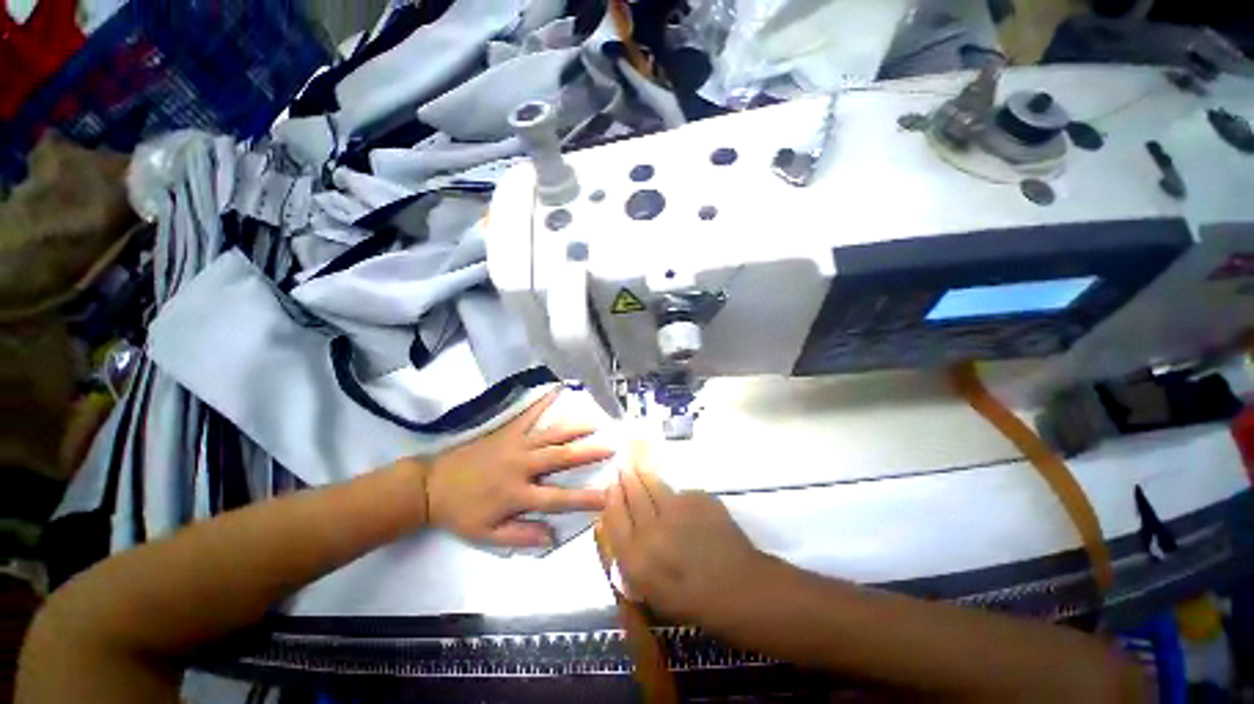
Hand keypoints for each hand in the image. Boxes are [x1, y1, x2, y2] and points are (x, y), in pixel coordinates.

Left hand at [423, 389, 613, 547]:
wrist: (431, 486)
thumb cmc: (461, 512)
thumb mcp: (486, 535)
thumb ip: (521, 536)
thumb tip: (552, 537)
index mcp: (517, 494)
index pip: (557, 499)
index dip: (583, 499)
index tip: (607, 496)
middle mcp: (521, 466)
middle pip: (560, 458)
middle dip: (588, 453)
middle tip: (611, 447)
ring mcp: (515, 444)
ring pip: (551, 435)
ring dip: (574, 428)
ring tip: (595, 423)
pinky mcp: (507, 431)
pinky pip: (529, 414)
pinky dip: (544, 401)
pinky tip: (557, 389)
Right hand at [602, 454, 773, 628]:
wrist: (740, 589)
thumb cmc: (694, 603)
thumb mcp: (652, 593)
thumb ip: (633, 559)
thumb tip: (624, 529)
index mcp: (636, 558)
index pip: (614, 518)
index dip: (611, 500)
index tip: (611, 487)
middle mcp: (652, 528)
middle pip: (632, 495)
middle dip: (626, 480)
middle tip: (624, 469)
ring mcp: (677, 509)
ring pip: (655, 485)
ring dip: (645, 476)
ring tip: (640, 468)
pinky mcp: (698, 498)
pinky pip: (681, 492)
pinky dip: (676, 494)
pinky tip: (679, 499)